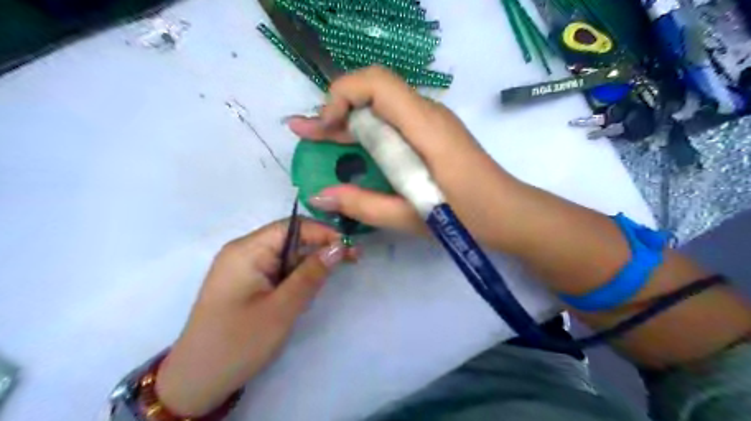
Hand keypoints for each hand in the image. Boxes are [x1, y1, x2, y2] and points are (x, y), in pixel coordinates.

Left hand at [154, 218, 352, 415]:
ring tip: (337, 270)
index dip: (323, 232)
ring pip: (285, 253)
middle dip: (320, 246)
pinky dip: (297, 273)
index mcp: (246, 250)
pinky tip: (312, 282)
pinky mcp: (246, 281)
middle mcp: (243, 251)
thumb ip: (311, 274)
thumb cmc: (239, 342)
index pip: (292, 226)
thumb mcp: (282, 308)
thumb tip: (339, 246)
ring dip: (311, 261)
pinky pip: (277, 267)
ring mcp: (243, 266)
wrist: (197, 382)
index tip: (349, 246)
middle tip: (351, 259)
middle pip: (289, 237)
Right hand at [285, 65, 519, 242]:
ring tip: (319, 139)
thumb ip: (363, 205)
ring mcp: (432, 122)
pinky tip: (352, 149)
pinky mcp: (433, 134)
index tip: (324, 128)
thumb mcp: (411, 216)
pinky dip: (368, 131)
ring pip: (382, 106)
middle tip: (304, 134)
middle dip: (335, 109)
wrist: (511, 214)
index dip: (342, 95)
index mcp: (425, 127)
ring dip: (349, 120)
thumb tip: (318, 195)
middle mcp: (428, 114)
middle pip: (374, 91)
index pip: (377, 82)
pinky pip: (394, 121)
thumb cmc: (467, 217)